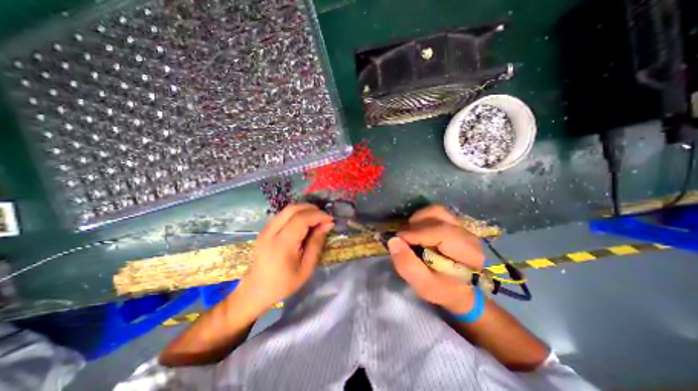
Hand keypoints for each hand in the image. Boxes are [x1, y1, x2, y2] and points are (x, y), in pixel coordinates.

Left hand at [240, 204, 335, 310]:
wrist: (255, 290)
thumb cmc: (284, 283)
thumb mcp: (306, 267)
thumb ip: (316, 243)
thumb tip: (327, 224)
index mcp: (282, 244)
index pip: (301, 219)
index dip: (318, 215)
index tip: (330, 220)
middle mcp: (271, 232)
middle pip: (293, 209)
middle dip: (312, 209)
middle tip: (324, 218)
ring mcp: (266, 229)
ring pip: (288, 209)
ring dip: (305, 210)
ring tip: (316, 219)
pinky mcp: (265, 229)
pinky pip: (283, 214)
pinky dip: (297, 213)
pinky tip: (304, 223)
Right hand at [390, 207, 483, 312]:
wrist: (461, 290)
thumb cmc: (444, 290)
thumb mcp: (424, 286)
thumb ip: (408, 266)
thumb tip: (393, 241)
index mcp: (468, 252)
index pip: (441, 232)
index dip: (416, 233)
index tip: (398, 240)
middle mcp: (467, 233)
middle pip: (437, 215)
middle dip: (415, 226)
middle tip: (404, 240)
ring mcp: (461, 226)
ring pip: (436, 211)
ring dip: (418, 220)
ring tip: (411, 235)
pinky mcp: (454, 223)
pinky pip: (435, 213)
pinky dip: (421, 219)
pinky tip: (417, 233)